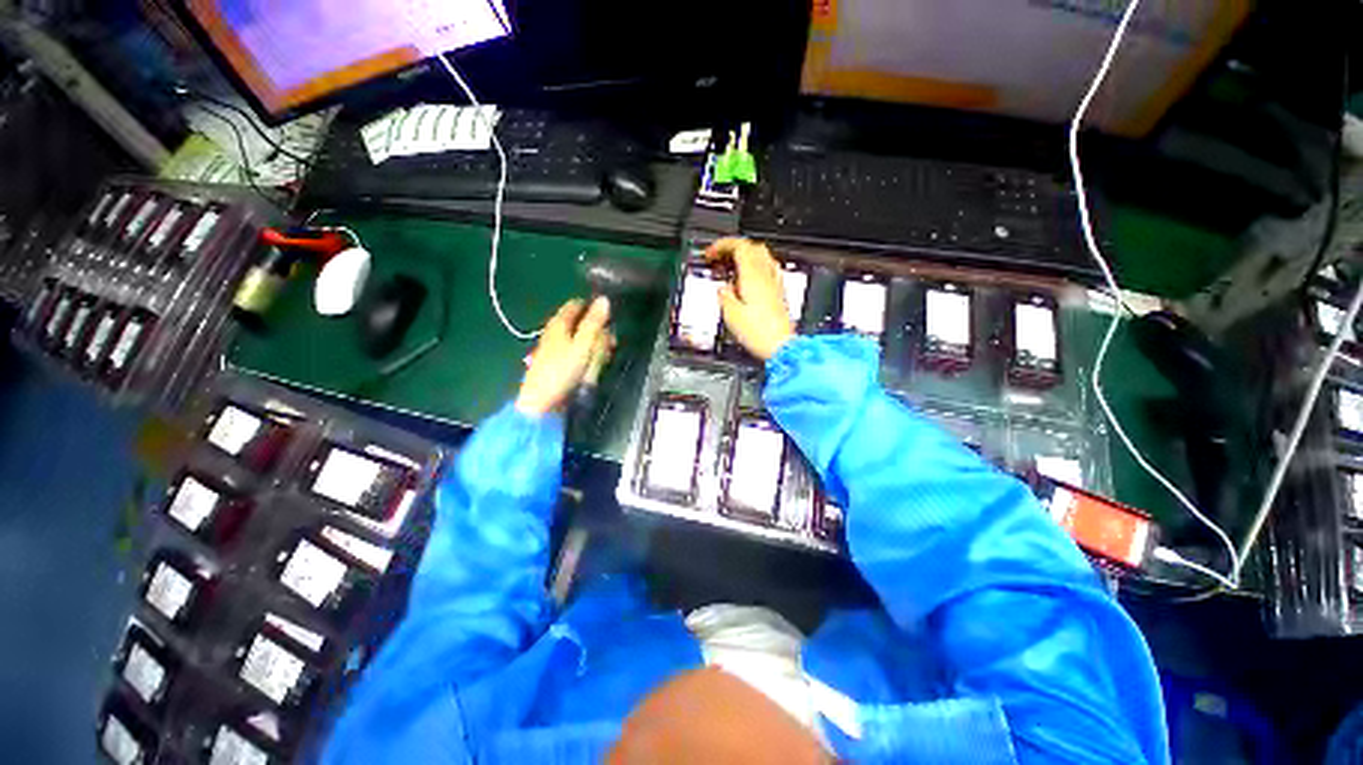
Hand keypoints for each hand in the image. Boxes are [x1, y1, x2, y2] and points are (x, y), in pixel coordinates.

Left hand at [517, 297, 613, 415]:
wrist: (541, 402)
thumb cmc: (562, 370)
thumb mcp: (583, 344)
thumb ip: (594, 322)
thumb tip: (604, 299)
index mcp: (558, 323)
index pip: (577, 304)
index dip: (593, 307)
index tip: (610, 317)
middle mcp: (555, 332)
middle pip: (580, 323)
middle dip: (598, 331)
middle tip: (611, 343)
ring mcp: (556, 349)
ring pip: (581, 339)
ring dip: (595, 346)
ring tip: (604, 357)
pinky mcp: (558, 364)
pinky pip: (577, 353)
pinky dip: (587, 357)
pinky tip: (593, 367)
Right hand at [705, 238, 793, 360]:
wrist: (781, 347)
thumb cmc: (759, 333)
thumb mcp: (731, 315)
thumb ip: (724, 296)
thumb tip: (722, 288)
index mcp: (753, 276)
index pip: (739, 246)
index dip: (722, 245)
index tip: (710, 254)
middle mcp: (766, 275)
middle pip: (752, 247)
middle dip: (733, 248)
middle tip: (719, 259)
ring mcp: (775, 283)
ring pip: (762, 256)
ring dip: (745, 257)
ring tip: (732, 269)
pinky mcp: (779, 293)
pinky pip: (768, 270)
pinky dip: (755, 269)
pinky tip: (748, 282)